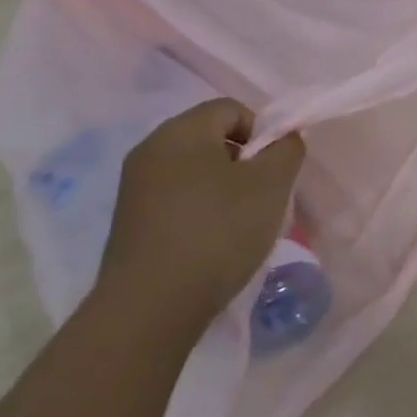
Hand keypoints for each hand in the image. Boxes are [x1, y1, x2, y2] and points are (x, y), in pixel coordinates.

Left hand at [97, 99, 306, 334]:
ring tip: (241, 225)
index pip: (231, 109)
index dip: (263, 132)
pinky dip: (201, 211)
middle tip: (263, 197)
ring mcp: (134, 187)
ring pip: (194, 171)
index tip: (275, 170)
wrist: (150, 307)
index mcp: (181, 131)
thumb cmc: (217, 232)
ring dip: (224, 189)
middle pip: (211, 138)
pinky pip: (176, 199)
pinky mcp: (130, 222)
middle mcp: (150, 149)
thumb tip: (283, 138)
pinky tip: (213, 244)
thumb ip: (286, 149)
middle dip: (244, 162)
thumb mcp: (270, 185)